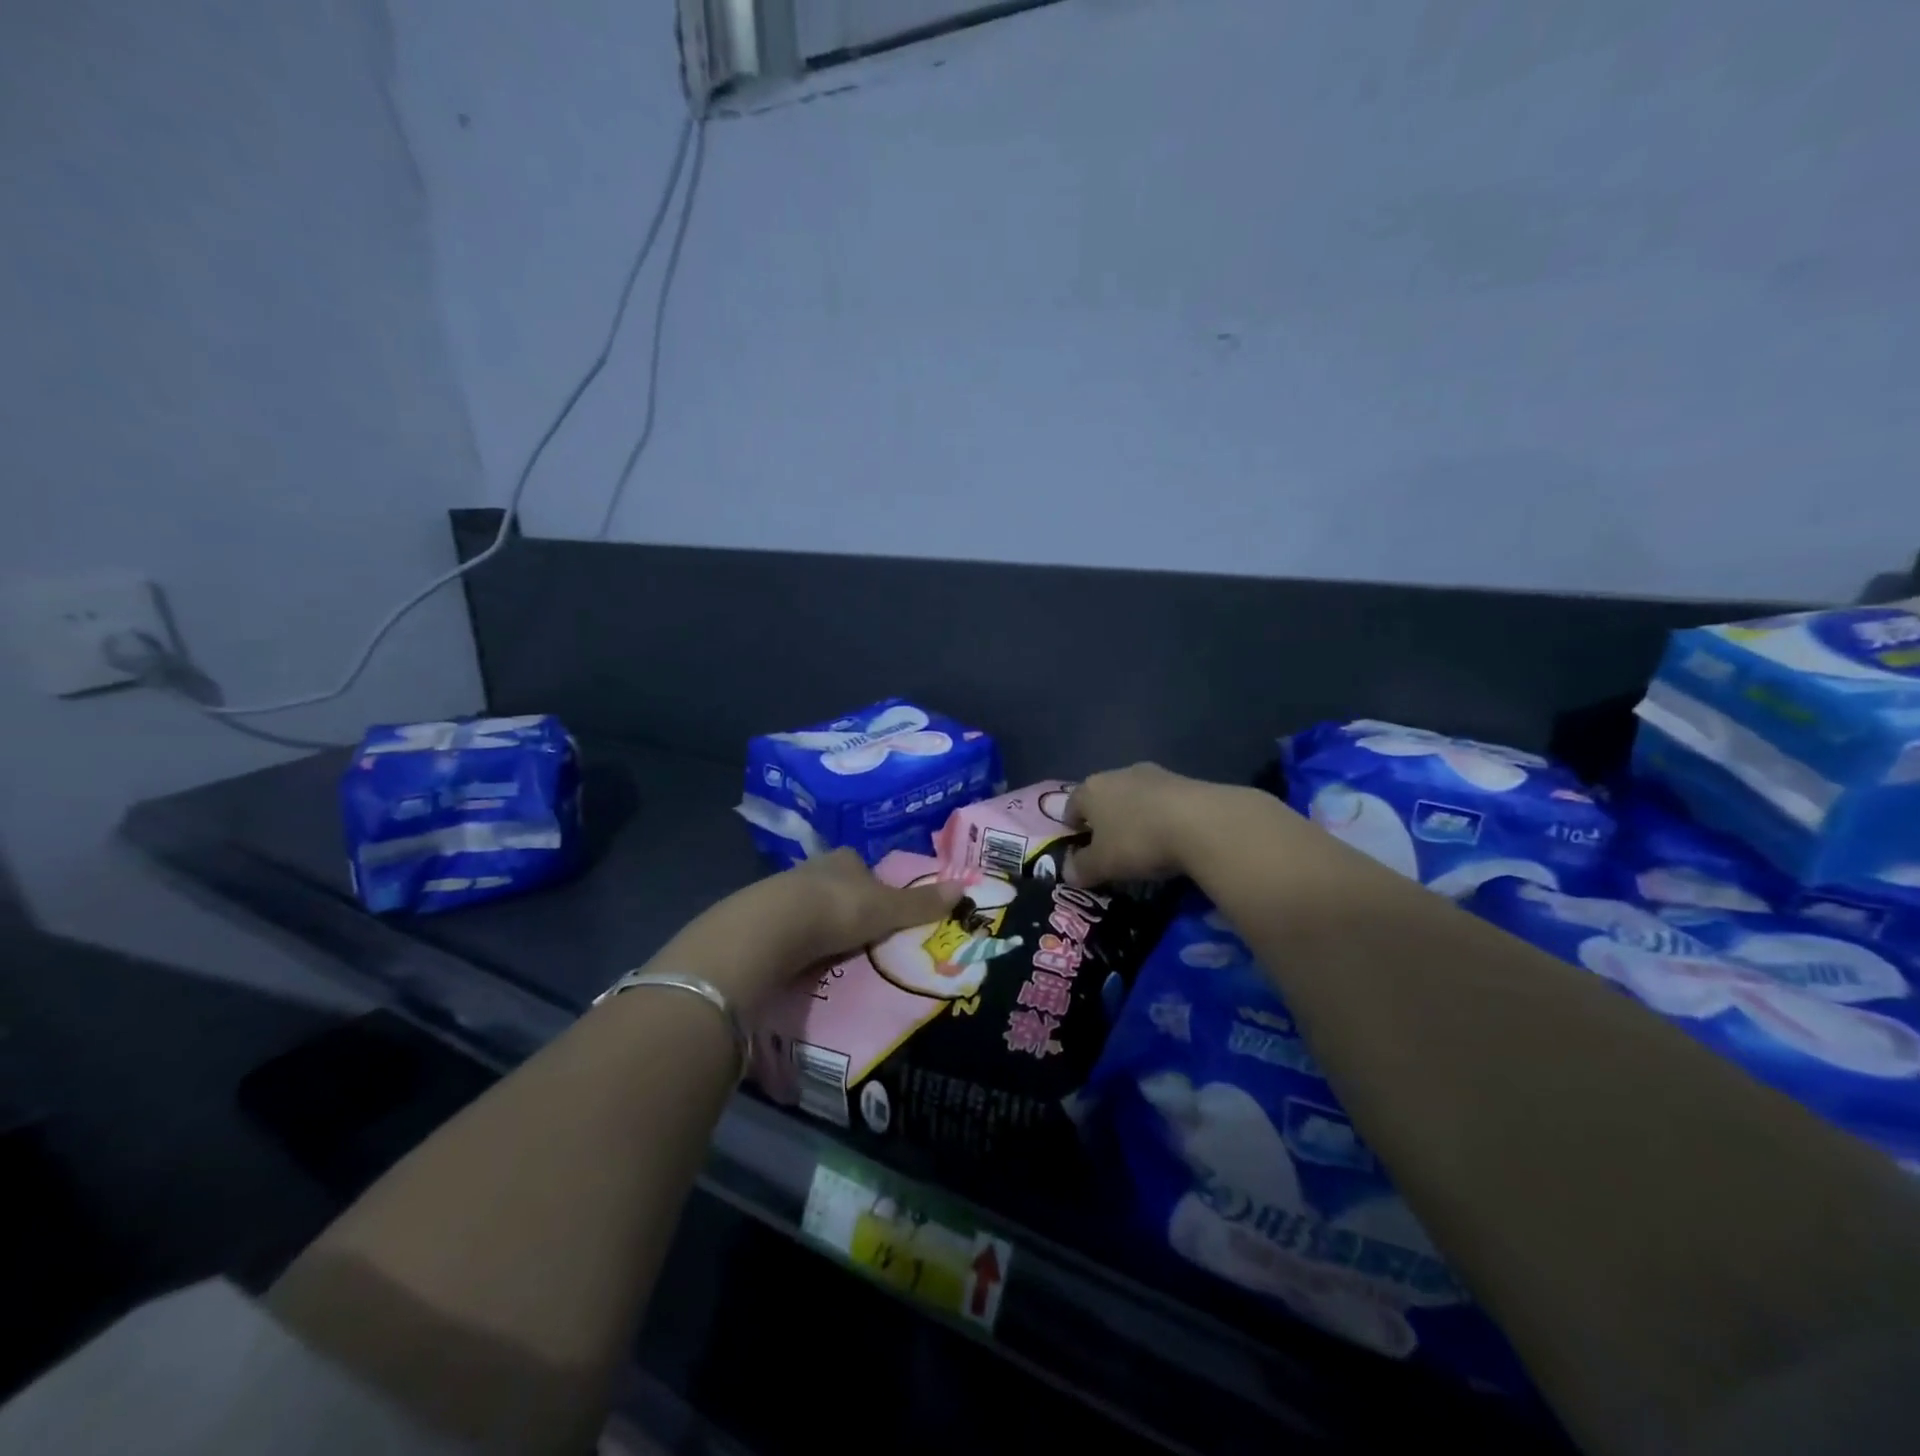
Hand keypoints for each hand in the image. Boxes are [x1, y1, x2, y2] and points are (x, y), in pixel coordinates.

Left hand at [777, 848, 963, 964]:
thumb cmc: (840, 908)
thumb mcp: (888, 908)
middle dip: (846, 905)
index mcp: (845, 858)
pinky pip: (786, 928)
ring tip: (832, 953)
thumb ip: (921, 903)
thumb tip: (965, 887)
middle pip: (836, 884)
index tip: (880, 909)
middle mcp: (813, 867)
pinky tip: (803, 960)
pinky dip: (796, 941)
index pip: (862, 867)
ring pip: (809, 905)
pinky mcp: (760, 917)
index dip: (873, 885)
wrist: (774, 927)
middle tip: (859, 934)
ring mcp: (783, 891)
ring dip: (819, 924)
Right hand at [1064, 763, 1234, 887]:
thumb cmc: (1138, 841)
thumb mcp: (1102, 864)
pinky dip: (1160, 817)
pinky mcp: (1183, 780)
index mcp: (1091, 789)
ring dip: (1134, 816)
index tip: (1079, 849)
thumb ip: (1081, 868)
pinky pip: (1162, 801)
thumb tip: (1068, 872)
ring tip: (1144, 845)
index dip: (1071, 828)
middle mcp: (1117, 773)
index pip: (1071, 806)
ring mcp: (1152, 774)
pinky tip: (1170, 837)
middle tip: (1111, 849)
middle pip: (1103, 798)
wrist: (1201, 822)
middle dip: (1104, 821)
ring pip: (1133, 797)